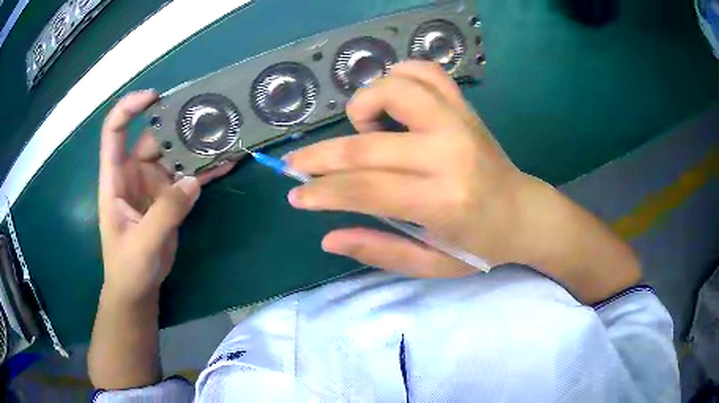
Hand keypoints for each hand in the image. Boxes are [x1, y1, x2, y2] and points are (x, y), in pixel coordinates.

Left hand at [98, 91, 233, 302]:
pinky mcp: (169, 198)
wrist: (138, 289)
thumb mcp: (142, 244)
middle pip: (154, 139)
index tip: (154, 98)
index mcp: (115, 179)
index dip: (128, 108)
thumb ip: (165, 213)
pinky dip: (204, 171)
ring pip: (174, 156)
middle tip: (209, 117)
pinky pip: (187, 177)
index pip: (114, 132)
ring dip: (196, 147)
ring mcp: (153, 185)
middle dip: (177, 127)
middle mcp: (133, 174)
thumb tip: (192, 181)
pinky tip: (226, 163)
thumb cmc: (128, 268)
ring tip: (225, 136)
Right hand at [285, 61, 640, 299]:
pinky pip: (426, 73)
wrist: (524, 213)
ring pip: (395, 88)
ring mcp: (459, 123)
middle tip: (296, 164)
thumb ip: (379, 250)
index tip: (296, 194)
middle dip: (320, 155)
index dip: (322, 191)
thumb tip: (327, 236)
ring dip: (363, 105)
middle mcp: (450, 154)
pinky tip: (391, 100)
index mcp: (443, 201)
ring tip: (361, 130)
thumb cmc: (480, 246)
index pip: (365, 189)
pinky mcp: (465, 109)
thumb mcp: (430, 265)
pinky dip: (399, 76)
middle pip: (367, 145)